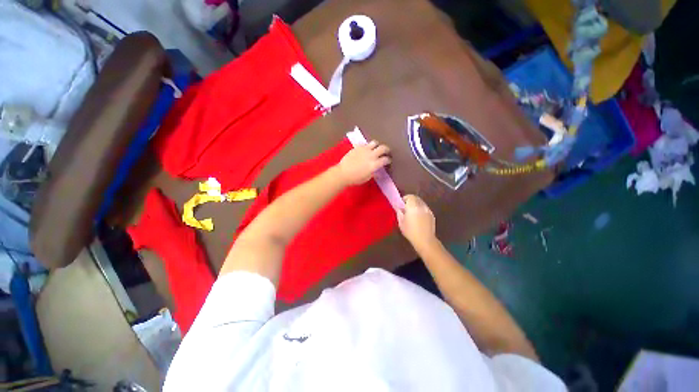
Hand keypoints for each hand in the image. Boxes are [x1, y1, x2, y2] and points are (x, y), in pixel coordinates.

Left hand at [337, 141, 390, 184]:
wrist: (343, 173)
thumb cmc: (355, 178)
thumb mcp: (367, 178)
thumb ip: (374, 173)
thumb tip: (378, 172)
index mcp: (375, 164)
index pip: (385, 159)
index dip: (388, 160)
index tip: (388, 161)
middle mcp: (371, 155)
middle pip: (383, 148)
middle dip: (386, 149)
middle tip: (386, 152)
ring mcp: (364, 149)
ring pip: (374, 143)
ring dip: (377, 145)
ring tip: (376, 148)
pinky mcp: (357, 147)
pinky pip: (364, 143)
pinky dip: (366, 146)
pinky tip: (365, 149)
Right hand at [397, 195, 436, 247]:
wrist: (425, 240)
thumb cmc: (410, 232)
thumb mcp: (401, 222)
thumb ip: (399, 212)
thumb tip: (398, 207)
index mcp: (413, 206)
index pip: (410, 196)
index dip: (405, 198)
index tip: (401, 204)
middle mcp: (421, 206)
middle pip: (416, 198)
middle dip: (411, 201)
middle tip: (406, 207)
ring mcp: (428, 210)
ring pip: (421, 203)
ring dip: (416, 205)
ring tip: (412, 213)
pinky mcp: (432, 215)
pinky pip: (425, 208)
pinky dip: (421, 209)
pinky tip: (418, 218)